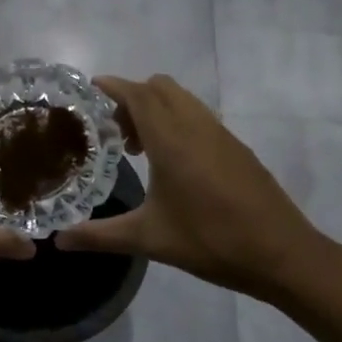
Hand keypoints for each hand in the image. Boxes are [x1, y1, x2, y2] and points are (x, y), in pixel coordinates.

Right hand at [54, 75, 341, 302]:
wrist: (282, 254)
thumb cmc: (211, 241)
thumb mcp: (150, 240)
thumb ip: (100, 237)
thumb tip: (59, 240)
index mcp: (172, 140)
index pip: (138, 94)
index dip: (113, 86)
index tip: (91, 88)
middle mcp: (196, 126)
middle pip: (161, 87)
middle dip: (134, 97)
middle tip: (116, 131)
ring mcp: (221, 134)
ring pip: (183, 99)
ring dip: (158, 108)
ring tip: (142, 148)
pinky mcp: (237, 147)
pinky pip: (200, 116)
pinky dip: (179, 121)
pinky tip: (175, 163)